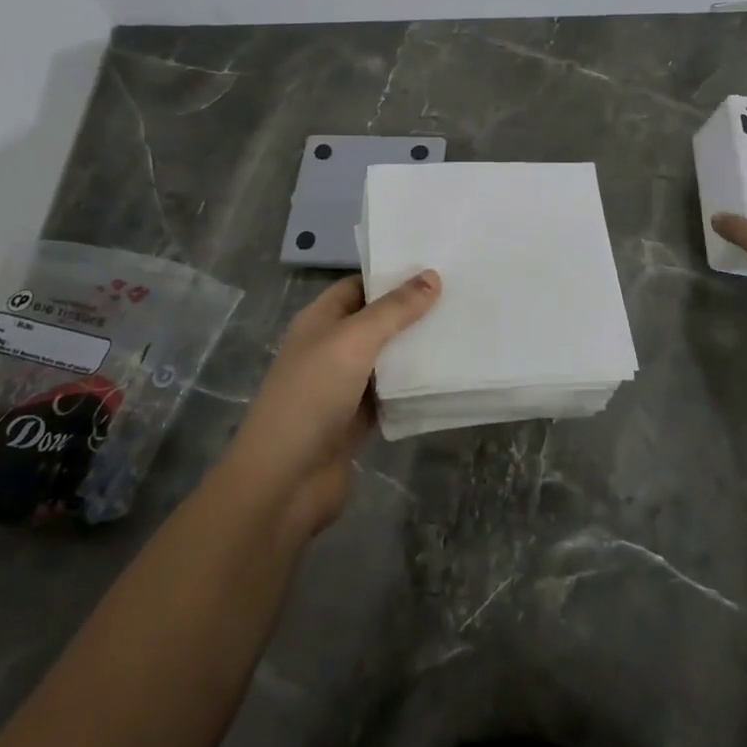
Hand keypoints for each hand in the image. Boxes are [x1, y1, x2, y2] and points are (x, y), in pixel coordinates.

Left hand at [224, 270, 439, 541]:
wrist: (285, 480)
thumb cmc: (312, 395)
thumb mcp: (354, 341)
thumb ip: (394, 310)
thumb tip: (432, 276)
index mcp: (320, 320)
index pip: (359, 285)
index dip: (392, 275)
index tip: (436, 266)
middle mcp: (331, 347)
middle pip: (376, 320)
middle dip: (412, 311)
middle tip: (460, 296)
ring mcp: (343, 385)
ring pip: (386, 357)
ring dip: (416, 348)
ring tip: (462, 329)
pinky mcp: (358, 419)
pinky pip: (391, 392)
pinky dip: (413, 385)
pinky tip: (448, 374)